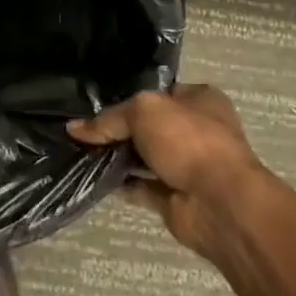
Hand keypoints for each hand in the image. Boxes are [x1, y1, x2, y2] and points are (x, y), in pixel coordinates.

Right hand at [69, 85, 261, 259]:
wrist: (220, 204)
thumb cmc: (188, 141)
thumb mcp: (143, 111)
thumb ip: (109, 118)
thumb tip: (75, 128)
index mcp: (200, 99)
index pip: (158, 92)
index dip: (129, 95)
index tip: (96, 102)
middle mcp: (196, 130)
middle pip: (148, 125)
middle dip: (118, 128)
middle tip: (82, 128)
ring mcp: (186, 165)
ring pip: (142, 156)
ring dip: (117, 156)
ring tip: (79, 150)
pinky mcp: (175, 196)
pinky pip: (140, 186)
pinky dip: (120, 183)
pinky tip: (93, 176)